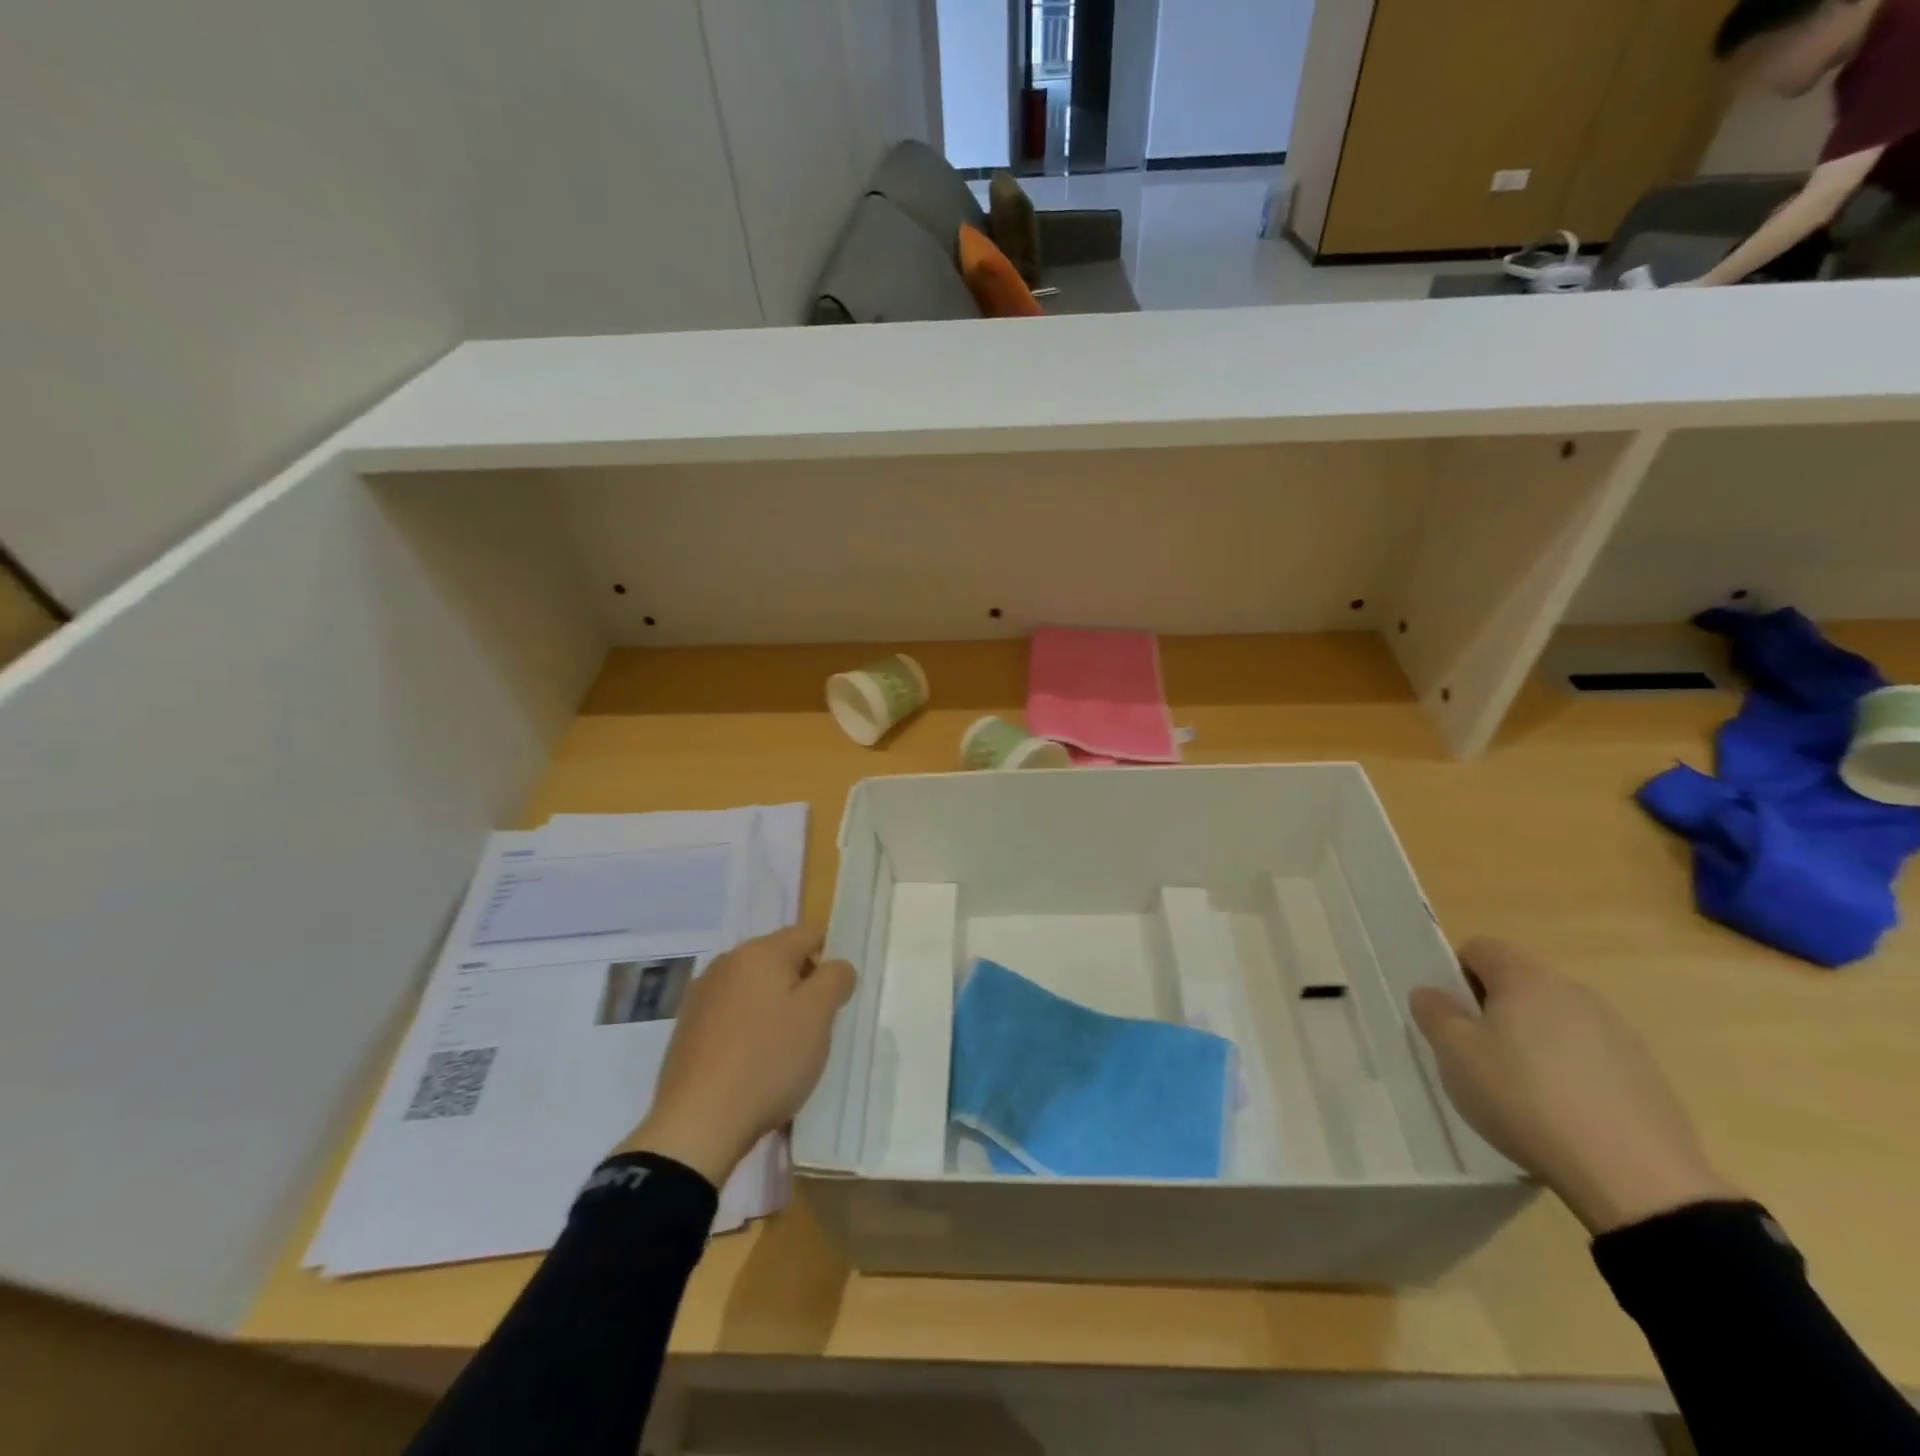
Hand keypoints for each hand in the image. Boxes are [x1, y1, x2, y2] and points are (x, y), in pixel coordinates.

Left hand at [616, 925, 854, 1185]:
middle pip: (780, 959)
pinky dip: (750, 1029)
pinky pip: (733, 1015)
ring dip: (776, 1007)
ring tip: (787, 1049)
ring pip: (756, 988)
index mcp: (761, 951)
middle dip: (803, 984)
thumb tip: (836, 966)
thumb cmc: (768, 1060)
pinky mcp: (688, 1029)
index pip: (809, 933)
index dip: (832, 956)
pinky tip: (754, 1064)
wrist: (697, 1124)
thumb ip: (835, 979)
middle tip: (818, 1025)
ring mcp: (702, 996)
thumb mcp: (818, 1015)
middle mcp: (728, 963)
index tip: (839, 994)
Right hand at [1409, 938, 1737, 1234]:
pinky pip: (1591, 1056)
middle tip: (1478, 1055)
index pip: (1481, 947)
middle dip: (1494, 1009)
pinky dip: (1570, 1072)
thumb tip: (1431, 993)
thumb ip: (1434, 1013)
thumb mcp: (1455, 1054)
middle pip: (1520, 983)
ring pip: (1556, 1020)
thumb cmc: (1525, 1099)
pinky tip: (1564, 1114)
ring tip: (1522, 1090)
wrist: (1636, 1179)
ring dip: (1533, 1040)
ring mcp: (1619, 1033)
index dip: (1457, 974)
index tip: (1452, 1017)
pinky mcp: (1647, 1074)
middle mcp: (1576, 992)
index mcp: (1527, 979)